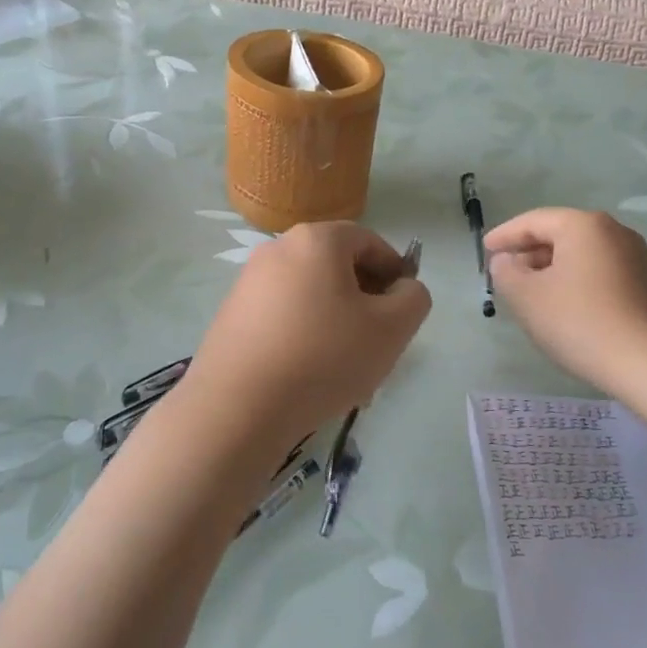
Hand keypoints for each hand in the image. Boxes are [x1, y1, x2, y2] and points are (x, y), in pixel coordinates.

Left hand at [182, 221, 431, 446]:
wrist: (238, 408)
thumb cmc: (324, 357)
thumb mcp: (391, 329)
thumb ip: (414, 299)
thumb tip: (404, 290)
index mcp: (317, 239)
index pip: (370, 242)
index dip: (395, 273)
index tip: (402, 312)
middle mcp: (278, 248)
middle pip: (338, 266)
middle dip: (364, 300)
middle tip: (377, 342)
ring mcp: (249, 281)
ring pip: (311, 293)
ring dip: (336, 320)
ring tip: (345, 366)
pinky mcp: (232, 314)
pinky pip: (283, 314)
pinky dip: (304, 333)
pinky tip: (309, 374)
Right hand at [487, 208, 646, 396]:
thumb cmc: (580, 322)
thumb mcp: (527, 298)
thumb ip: (506, 273)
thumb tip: (506, 261)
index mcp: (584, 225)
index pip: (534, 220)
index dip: (505, 235)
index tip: (485, 250)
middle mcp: (613, 231)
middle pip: (560, 233)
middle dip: (528, 252)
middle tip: (504, 272)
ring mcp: (635, 256)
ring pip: (580, 253)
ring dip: (551, 268)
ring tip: (529, 291)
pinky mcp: (646, 282)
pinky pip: (599, 270)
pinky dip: (574, 279)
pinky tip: (563, 304)